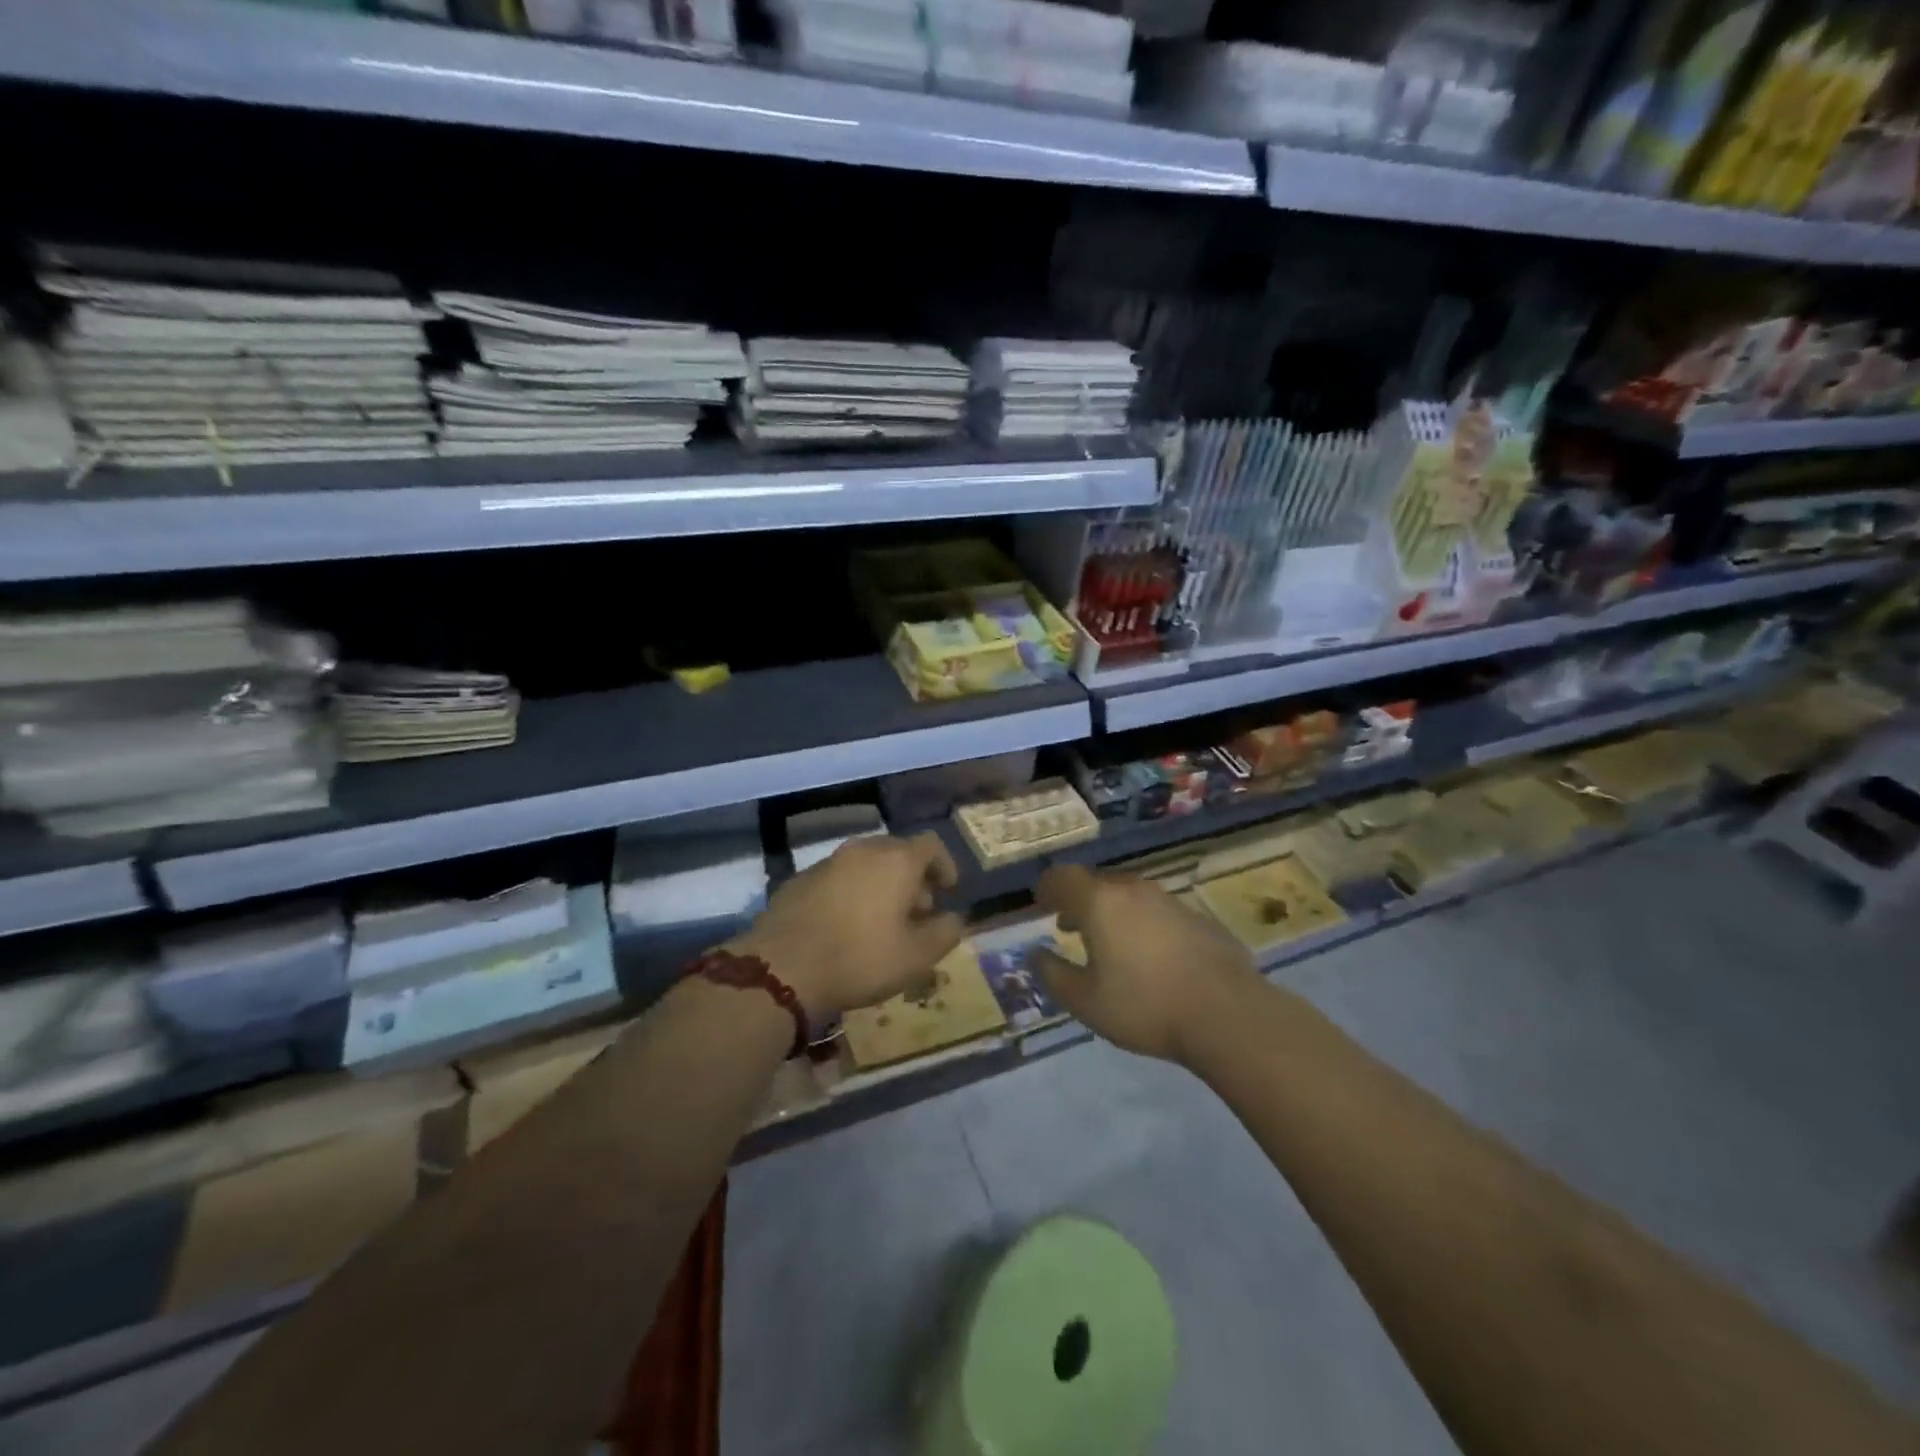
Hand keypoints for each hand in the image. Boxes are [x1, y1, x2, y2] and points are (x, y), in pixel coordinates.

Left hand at [729, 833, 964, 1017]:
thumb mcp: (917, 957)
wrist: (782, 968)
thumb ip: (945, 932)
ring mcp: (827, 862)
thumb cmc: (860, 959)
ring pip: (865, 863)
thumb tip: (955, 918)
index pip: (930, 845)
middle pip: (897, 851)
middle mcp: (863, 850)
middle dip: (913, 877)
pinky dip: (851, 892)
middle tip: (917, 911)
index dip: (944, 864)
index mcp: (896, 860)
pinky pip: (837, 878)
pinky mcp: (799, 879)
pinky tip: (845, 925)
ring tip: (881, 920)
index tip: (948, 890)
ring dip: (880, 884)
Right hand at [1033, 863, 1260, 1064]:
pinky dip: (1143, 925)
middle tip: (1070, 928)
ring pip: (1129, 895)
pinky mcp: (1198, 918)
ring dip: (1112, 912)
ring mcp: (1170, 901)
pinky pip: (1158, 912)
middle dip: (1078, 901)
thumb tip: (1034, 954)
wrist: (1227, 1013)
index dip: (1047, 889)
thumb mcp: (1085, 1001)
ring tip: (1110, 944)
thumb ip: (1053, 975)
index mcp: (1100, 902)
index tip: (1041, 906)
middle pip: (1097, 883)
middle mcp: (1133, 890)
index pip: (1062, 877)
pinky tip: (1151, 958)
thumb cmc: (1144, 1006)